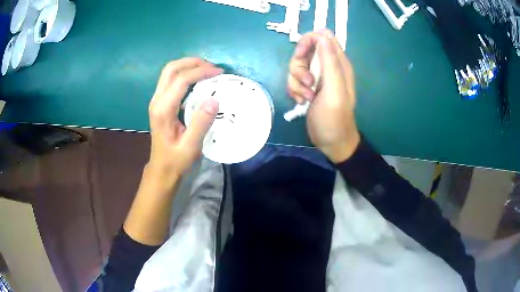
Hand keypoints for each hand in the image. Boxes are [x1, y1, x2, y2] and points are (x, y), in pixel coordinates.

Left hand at [147, 58, 222, 178]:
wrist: (162, 168)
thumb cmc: (176, 159)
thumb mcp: (191, 146)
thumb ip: (201, 123)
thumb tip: (214, 99)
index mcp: (163, 109)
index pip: (181, 80)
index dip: (201, 72)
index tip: (219, 72)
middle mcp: (157, 100)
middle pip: (171, 69)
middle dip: (192, 62)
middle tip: (212, 67)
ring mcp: (156, 100)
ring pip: (170, 72)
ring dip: (188, 66)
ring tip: (207, 69)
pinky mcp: (160, 102)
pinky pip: (171, 80)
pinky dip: (185, 73)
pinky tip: (197, 79)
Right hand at [288, 29, 360, 162]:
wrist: (331, 142)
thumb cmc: (335, 117)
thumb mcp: (334, 89)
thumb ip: (330, 61)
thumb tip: (322, 35)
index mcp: (338, 63)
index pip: (323, 37)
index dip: (309, 41)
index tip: (302, 55)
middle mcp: (327, 66)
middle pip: (305, 50)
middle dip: (299, 65)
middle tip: (306, 81)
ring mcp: (317, 77)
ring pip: (297, 66)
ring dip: (296, 81)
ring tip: (306, 97)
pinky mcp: (308, 88)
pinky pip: (294, 80)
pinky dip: (294, 90)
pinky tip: (301, 102)